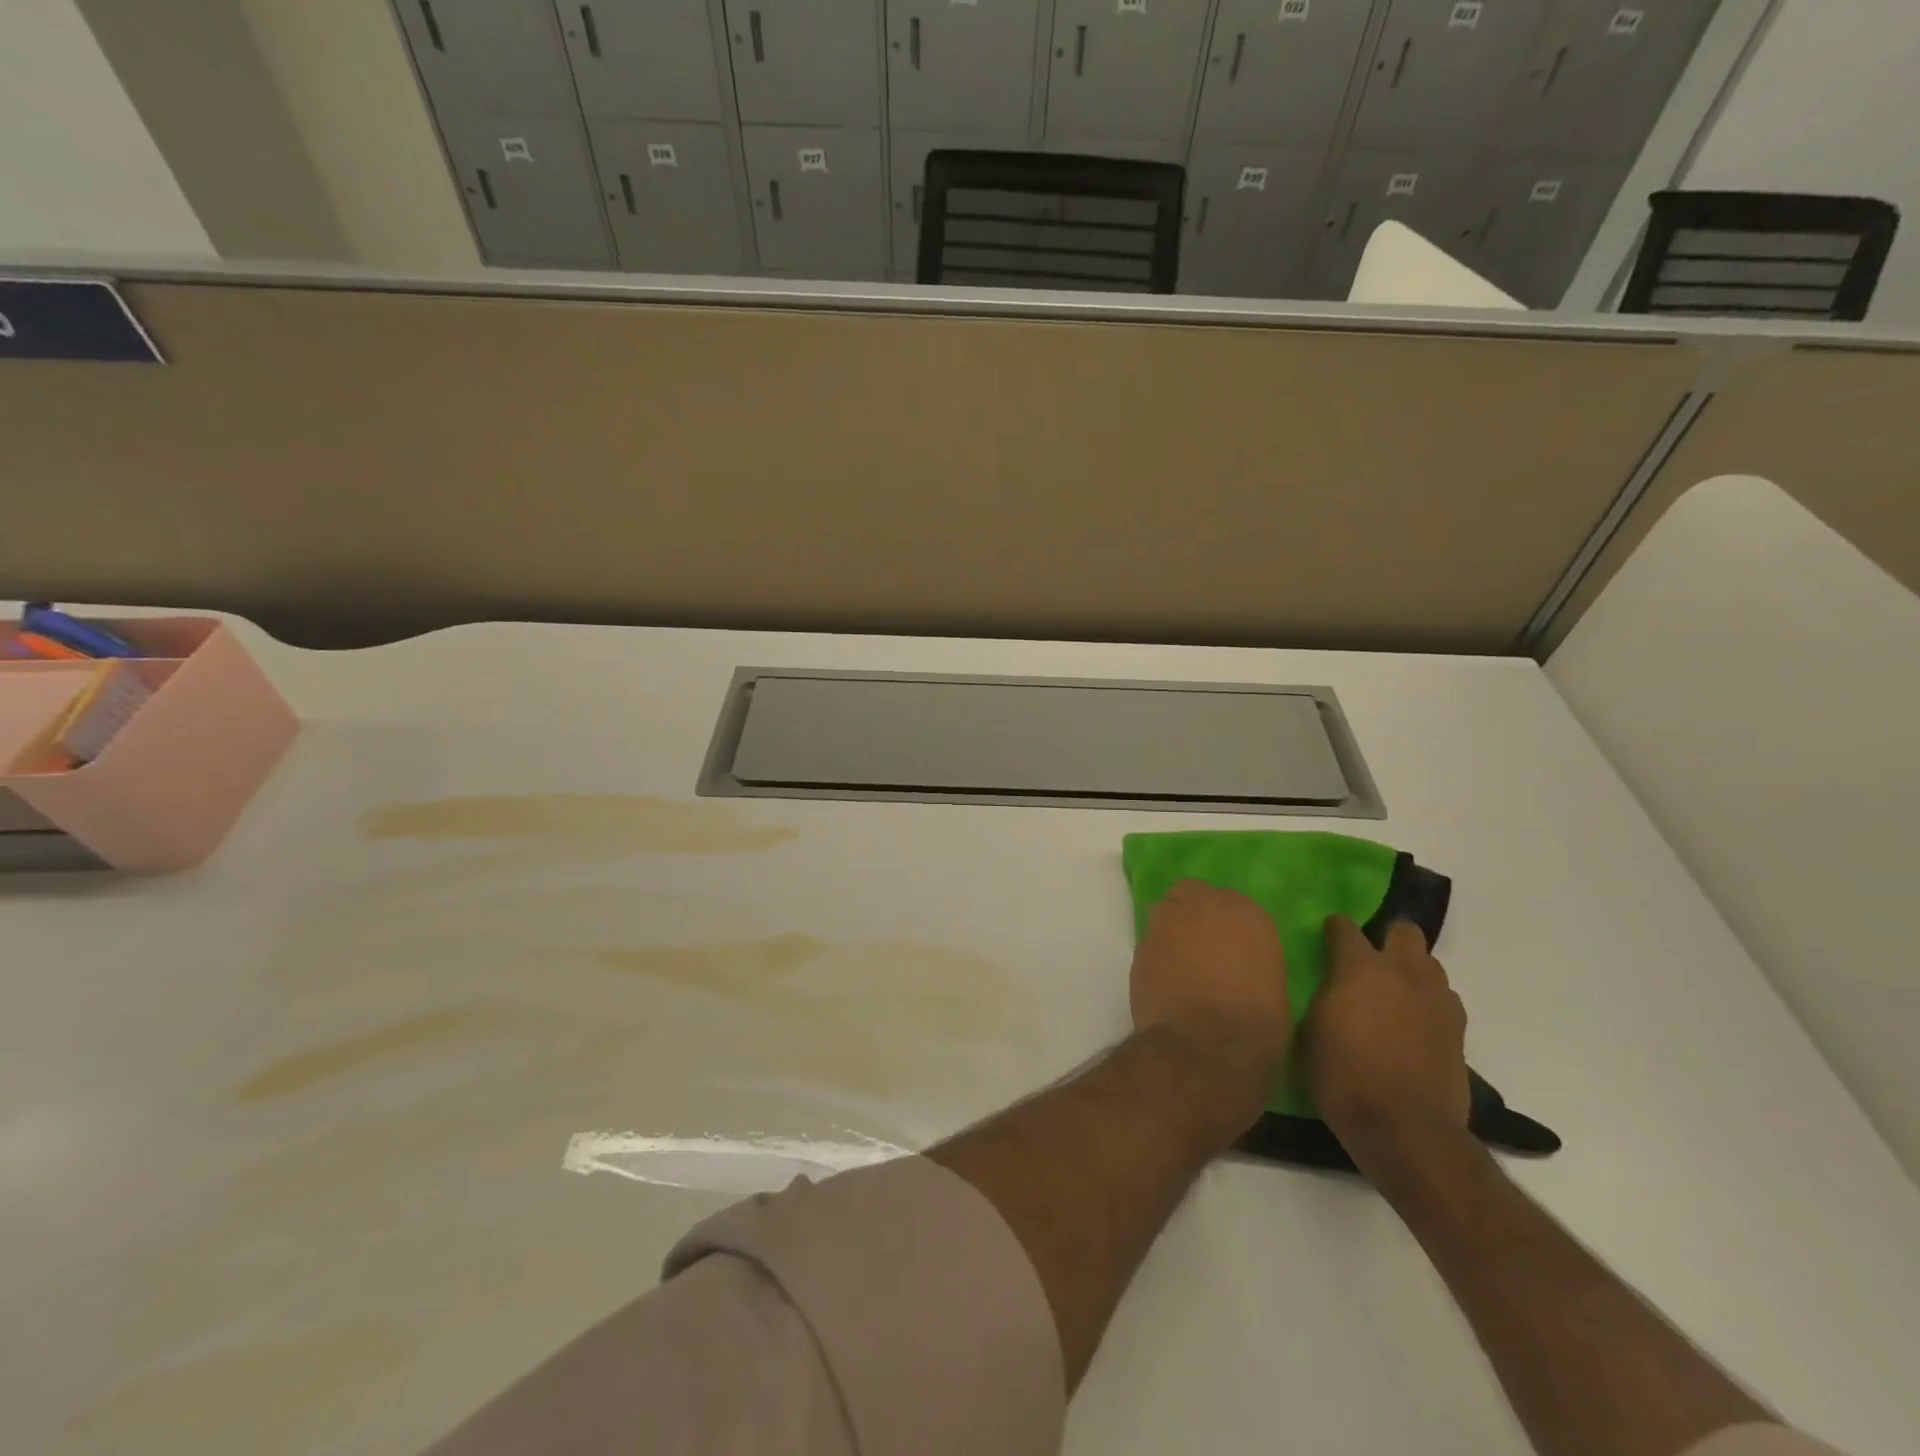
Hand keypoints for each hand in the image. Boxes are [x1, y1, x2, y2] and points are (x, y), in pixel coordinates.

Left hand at [1130, 880, 1290, 1126]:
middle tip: (1203, 946)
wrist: (1208, 1046)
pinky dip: (1158, 957)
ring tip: (1182, 965)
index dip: (1229, 925)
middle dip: (1195, 914)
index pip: (1232, 902)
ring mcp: (1165, 923)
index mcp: (1245, 910)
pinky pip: (1151, 944)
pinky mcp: (1139, 947)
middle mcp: (1201, 904)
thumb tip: (1236, 961)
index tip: (1232, 946)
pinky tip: (1166, 983)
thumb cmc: (1257, 1022)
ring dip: (1173, 931)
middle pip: (1192, 894)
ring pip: (1166, 914)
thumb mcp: (1273, 983)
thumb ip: (1251, 956)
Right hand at [1303, 915, 1470, 1169]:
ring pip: (1429, 965)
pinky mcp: (1459, 1030)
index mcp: (1360, 967)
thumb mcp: (1311, 1029)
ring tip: (1393, 996)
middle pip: (1404, 931)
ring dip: (1411, 972)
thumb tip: (1331, 983)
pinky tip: (1413, 1025)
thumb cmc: (1343, 1075)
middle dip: (1387, 939)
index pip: (1344, 927)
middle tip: (1368, 964)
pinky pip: (1443, 1000)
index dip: (1333, 930)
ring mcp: (1437, 1000)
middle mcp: (1403, 972)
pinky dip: (1428, 1004)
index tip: (1324, 941)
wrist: (1405, 1129)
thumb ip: (1324, 994)